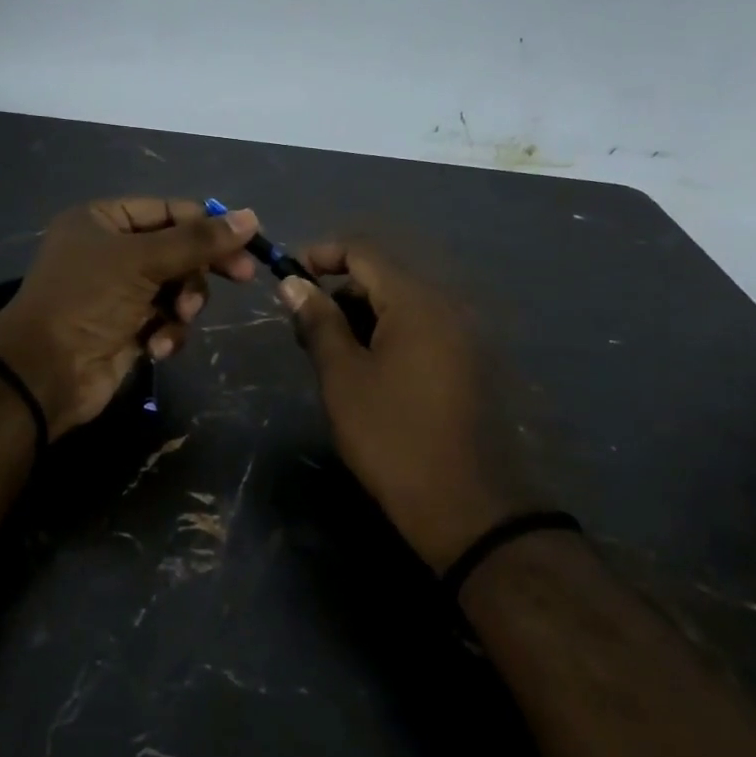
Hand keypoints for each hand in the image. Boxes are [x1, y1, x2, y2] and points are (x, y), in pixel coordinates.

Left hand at [0, 197, 259, 437]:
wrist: (45, 372)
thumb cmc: (87, 300)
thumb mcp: (143, 260)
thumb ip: (198, 240)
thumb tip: (251, 217)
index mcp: (103, 221)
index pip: (168, 211)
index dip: (207, 224)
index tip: (248, 240)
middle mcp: (110, 252)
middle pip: (177, 250)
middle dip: (199, 268)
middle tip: (243, 276)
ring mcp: (119, 293)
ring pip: (176, 288)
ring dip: (183, 304)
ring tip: (176, 317)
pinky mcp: (127, 329)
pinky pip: (165, 321)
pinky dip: (167, 332)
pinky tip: (156, 346)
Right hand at [277, 240, 556, 571]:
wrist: (464, 504)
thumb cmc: (391, 435)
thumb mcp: (343, 377)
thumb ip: (318, 322)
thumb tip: (293, 284)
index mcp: (415, 302)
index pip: (363, 252)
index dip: (321, 255)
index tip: (288, 278)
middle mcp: (446, 308)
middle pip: (384, 278)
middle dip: (339, 293)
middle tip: (305, 330)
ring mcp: (461, 337)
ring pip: (402, 307)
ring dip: (362, 317)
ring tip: (331, 356)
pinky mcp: (467, 365)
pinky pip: (421, 331)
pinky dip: (388, 337)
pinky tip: (367, 372)